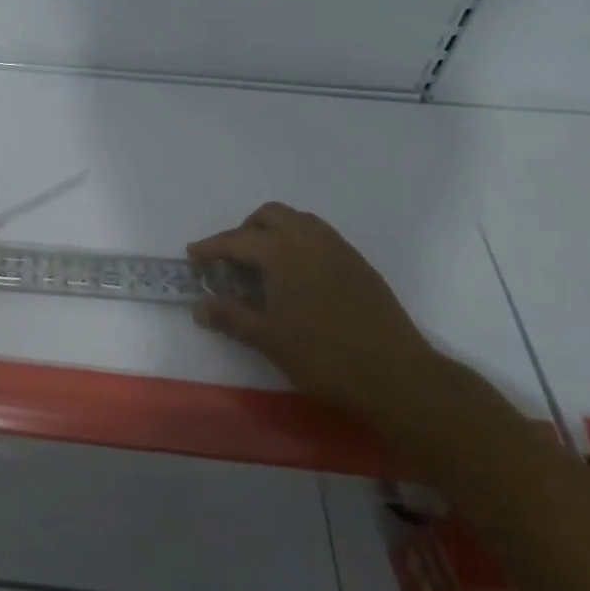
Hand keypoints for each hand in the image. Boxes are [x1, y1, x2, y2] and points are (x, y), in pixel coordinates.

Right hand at [189, 202, 438, 415]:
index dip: (212, 247)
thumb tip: (199, 307)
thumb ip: (231, 317)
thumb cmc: (323, 356)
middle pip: (270, 215)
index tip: (193, 255)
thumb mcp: (268, 339)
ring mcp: (339, 249)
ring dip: (275, 232)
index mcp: (283, 253)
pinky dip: (299, 244)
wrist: (396, 375)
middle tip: (232, 259)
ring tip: (263, 266)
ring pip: (299, 221)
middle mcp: (310, 239)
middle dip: (245, 230)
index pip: (237, 239)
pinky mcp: (359, 263)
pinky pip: (320, 237)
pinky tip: (297, 278)